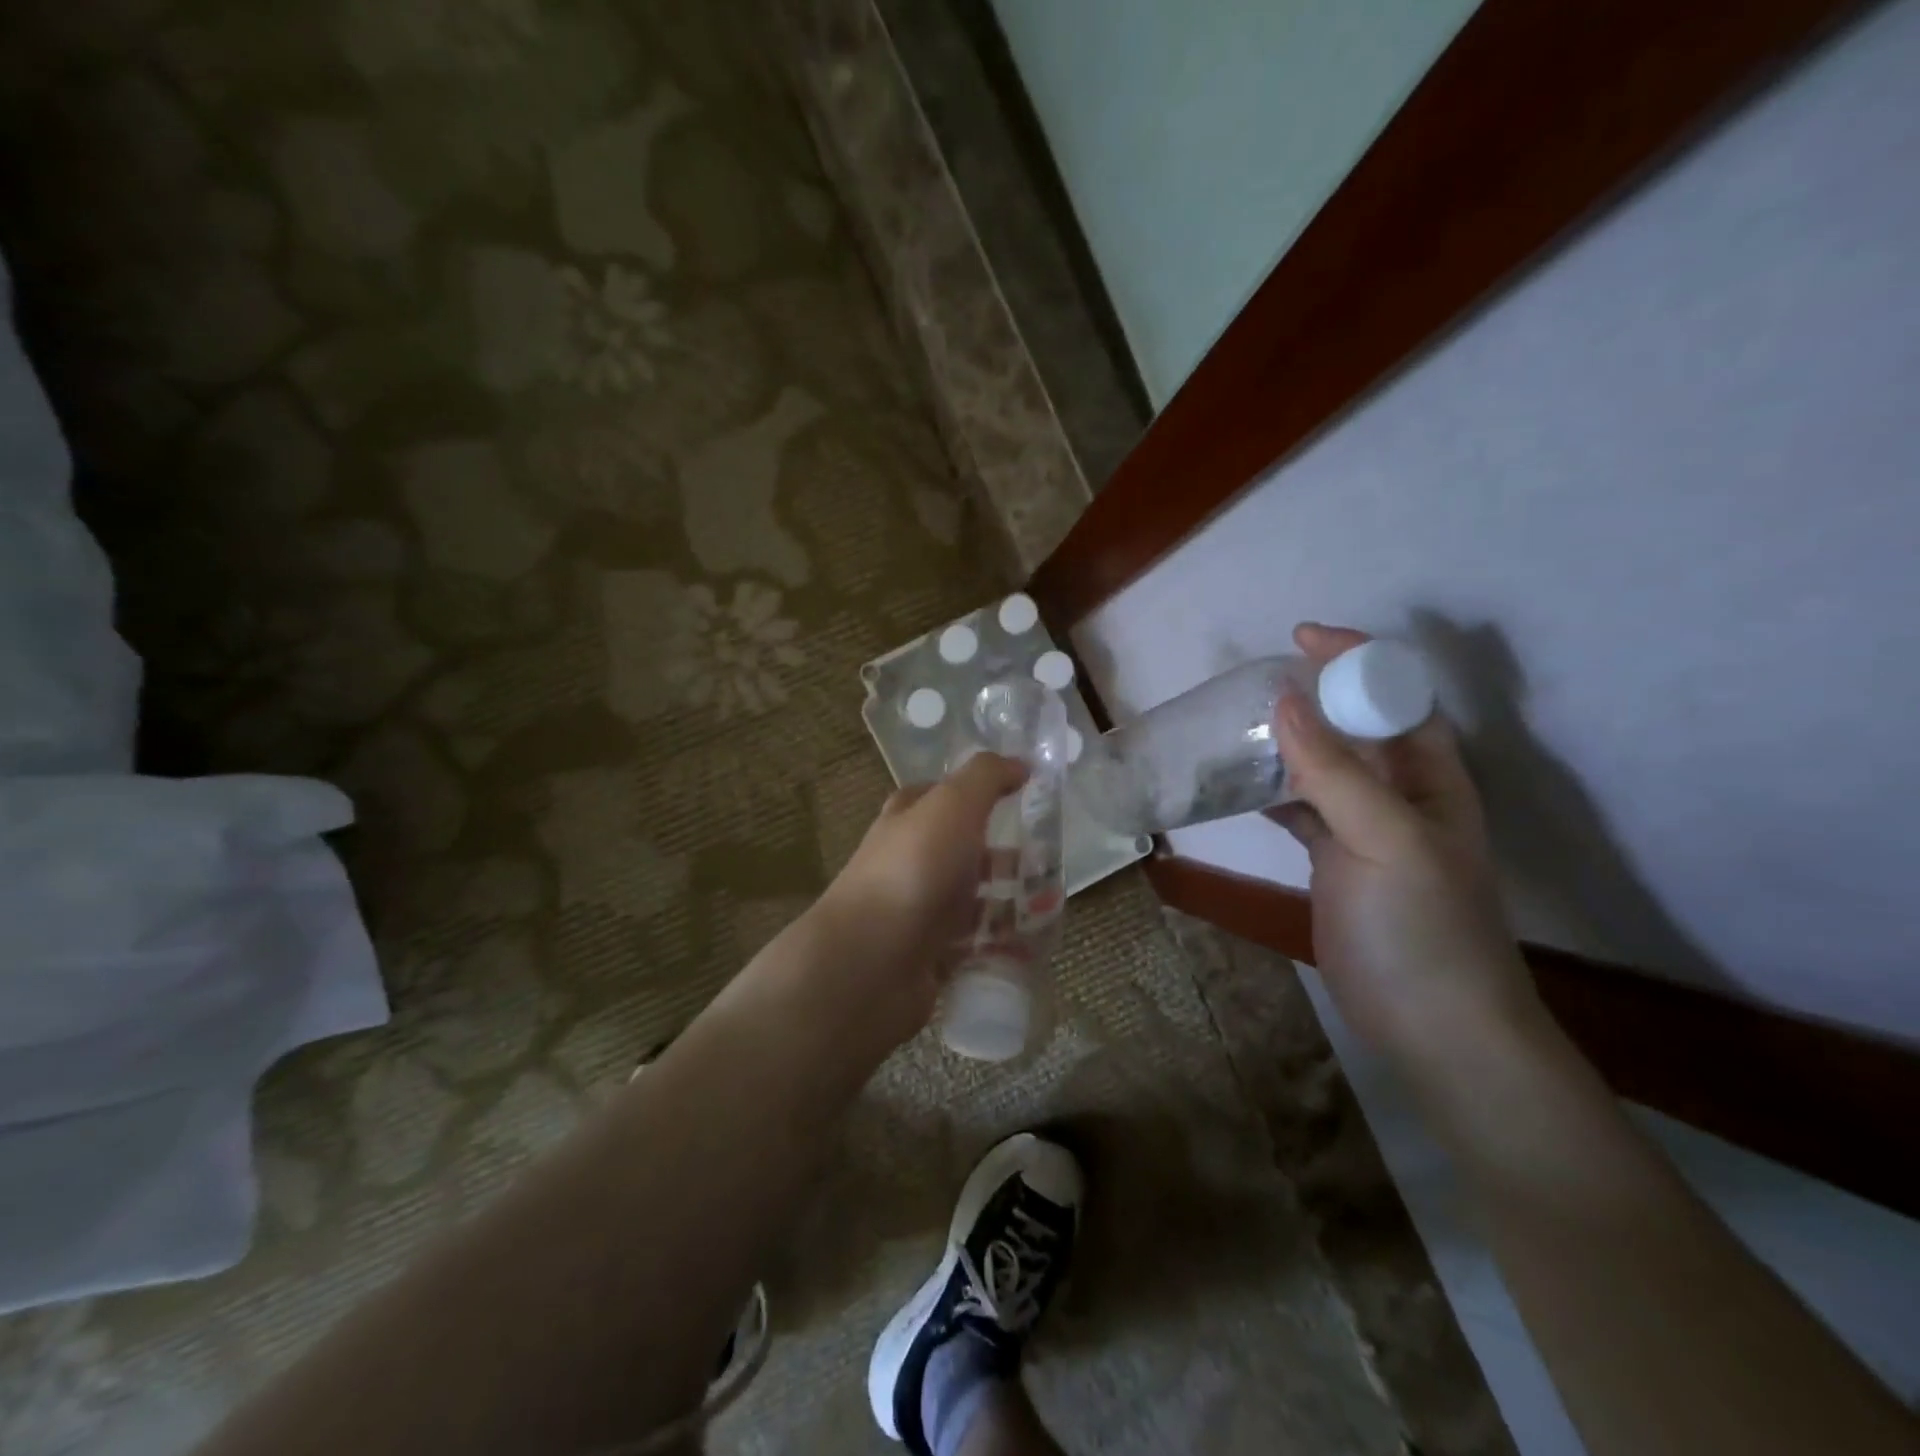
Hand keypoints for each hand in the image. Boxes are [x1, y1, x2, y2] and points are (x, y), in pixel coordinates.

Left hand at [804, 752, 1027, 1049]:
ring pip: (973, 902)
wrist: (870, 960)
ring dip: (1011, 904)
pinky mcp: (930, 956)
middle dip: (1007, 858)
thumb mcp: (953, 804)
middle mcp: (911, 862)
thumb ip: (986, 778)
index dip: (978, 794)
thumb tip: (1020, 763)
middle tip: (1052, 865)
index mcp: (909, 820)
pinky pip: (975, 947)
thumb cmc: (914, 869)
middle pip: (965, 853)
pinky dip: (1003, 947)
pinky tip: (1033, 949)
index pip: (941, 797)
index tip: (1023, 798)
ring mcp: (919, 911)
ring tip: (1053, 909)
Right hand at [1269, 624, 1540, 1076]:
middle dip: (1313, 694)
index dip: (1355, 660)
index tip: (1299, 638)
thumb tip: (1284, 699)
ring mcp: (1366, 829)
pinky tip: (1237, 784)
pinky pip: (1301, 807)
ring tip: (1234, 723)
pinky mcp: (1336, 860)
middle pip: (1356, 725)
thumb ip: (1335, 770)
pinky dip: (1271, 790)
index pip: (1396, 696)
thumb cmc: (1420, 927)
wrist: (1430, 1027)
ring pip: (1323, 765)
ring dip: (1286, 741)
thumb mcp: (1384, 840)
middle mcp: (1401, 793)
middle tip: (1253, 681)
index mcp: (1431, 776)